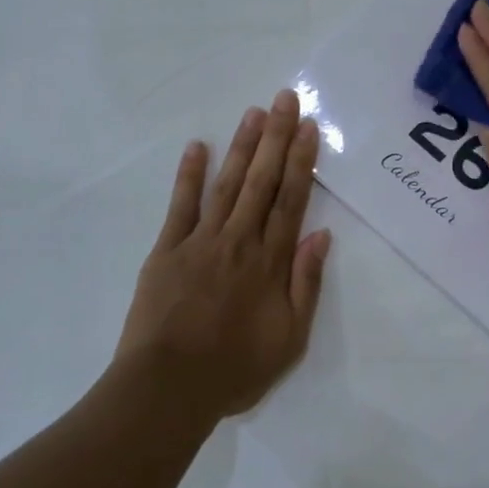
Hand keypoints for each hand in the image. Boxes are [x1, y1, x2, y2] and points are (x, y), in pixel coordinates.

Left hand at [114, 89, 331, 419]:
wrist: (168, 389)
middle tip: (284, 99)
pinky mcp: (167, 250)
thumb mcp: (290, 339)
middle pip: (262, 181)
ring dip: (241, 147)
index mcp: (270, 262)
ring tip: (254, 112)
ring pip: (227, 184)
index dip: (301, 161)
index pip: (291, 200)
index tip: (308, 127)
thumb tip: (321, 236)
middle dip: (275, 137)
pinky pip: (180, 205)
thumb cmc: (235, 369)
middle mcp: (239, 241)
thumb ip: (305, 285)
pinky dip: (189, 175)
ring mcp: (200, 241)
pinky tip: (197, 147)